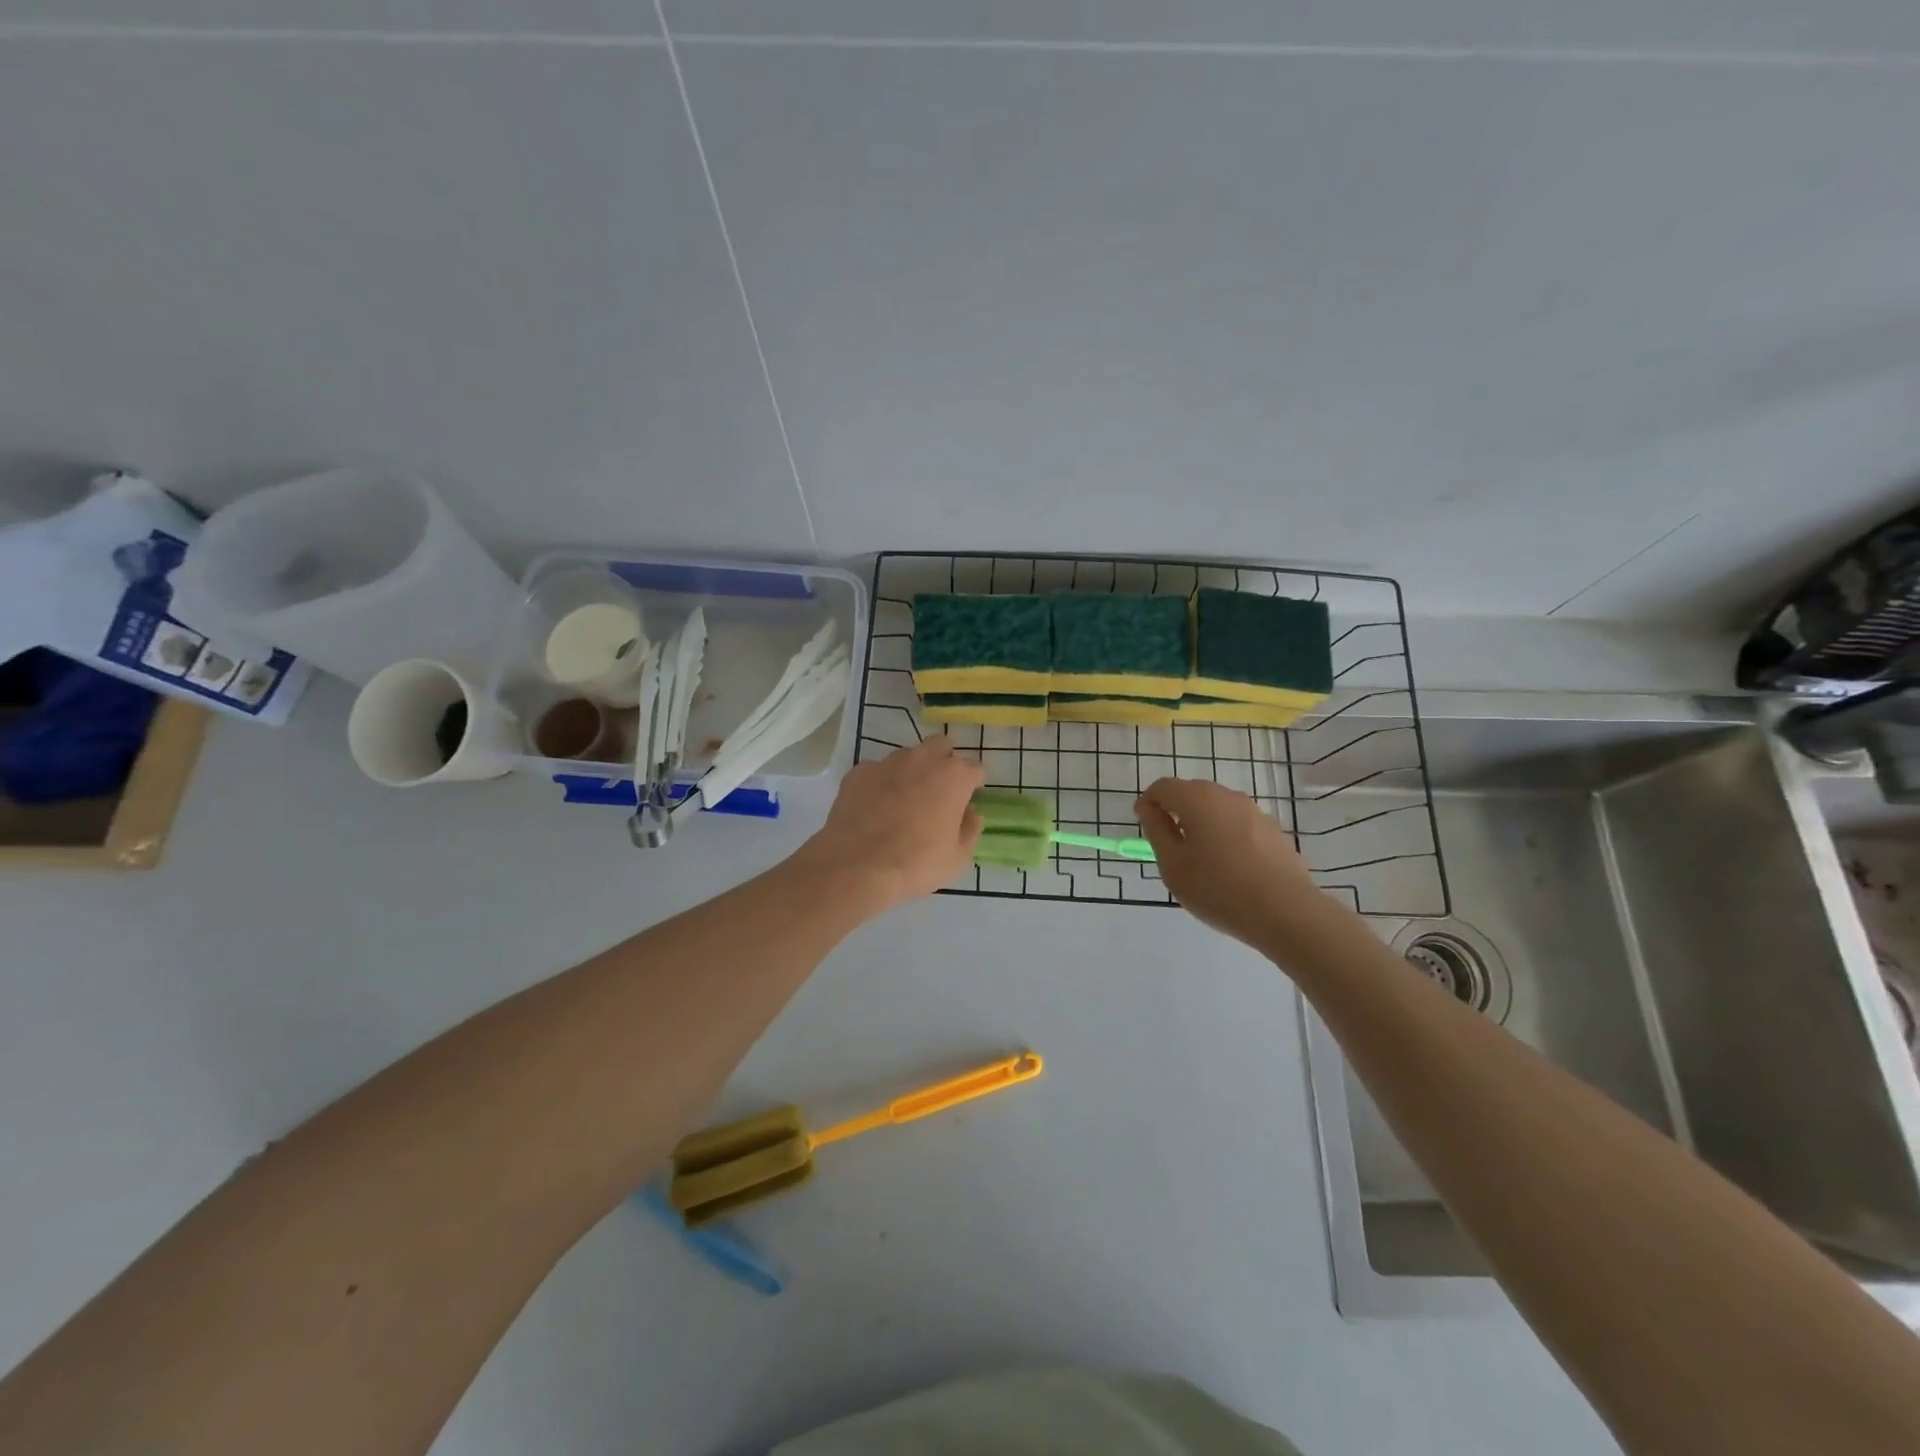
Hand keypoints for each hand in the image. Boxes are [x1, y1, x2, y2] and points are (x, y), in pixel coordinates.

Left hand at [796, 735, 984, 914]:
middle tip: (939, 791)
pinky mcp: (859, 772)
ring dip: (912, 771)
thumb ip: (970, 829)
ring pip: (908, 756)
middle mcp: (923, 759)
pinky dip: (881, 784)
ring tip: (904, 801)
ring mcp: (888, 762)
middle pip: (941, 746)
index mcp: (954, 776)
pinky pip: (877, 771)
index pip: (975, 768)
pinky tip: (875, 808)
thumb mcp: (957, 857)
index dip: (974, 784)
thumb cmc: (916, 863)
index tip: (969, 799)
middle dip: (944, 762)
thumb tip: (970, 814)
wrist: (857, 866)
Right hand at [1135, 777, 1323, 950]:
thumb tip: (1148, 808)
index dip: (1148, 802)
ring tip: (1200, 859)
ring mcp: (1254, 811)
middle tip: (1169, 846)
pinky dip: (1225, 835)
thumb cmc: (1218, 889)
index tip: (1144, 825)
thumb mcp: (1173, 865)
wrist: (1285, 912)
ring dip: (1202, 823)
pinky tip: (1229, 866)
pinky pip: (1238, 824)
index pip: (1163, 787)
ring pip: (1217, 808)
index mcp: (1197, 799)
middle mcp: (1226, 795)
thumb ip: (1157, 831)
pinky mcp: (1273, 830)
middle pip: (1192, 793)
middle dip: (1176, 811)